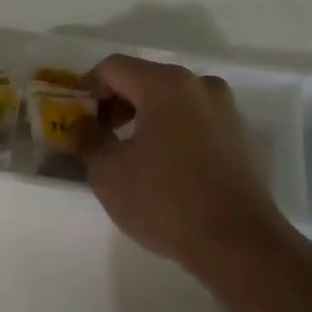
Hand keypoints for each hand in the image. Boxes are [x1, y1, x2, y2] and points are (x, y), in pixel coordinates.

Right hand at [79, 55, 291, 270]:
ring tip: (123, 152)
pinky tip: (157, 163)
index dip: (87, 88)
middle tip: (95, 136)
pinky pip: (190, 119)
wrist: (237, 243)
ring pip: (169, 99)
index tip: (74, 118)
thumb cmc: (166, 200)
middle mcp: (198, 85)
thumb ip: (87, 139)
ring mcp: (223, 109)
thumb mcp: (109, 172)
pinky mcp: (236, 136)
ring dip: (140, 117)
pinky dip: (167, 130)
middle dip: (114, 104)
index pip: (113, 68)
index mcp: (166, 84)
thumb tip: (79, 125)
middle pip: (143, 79)